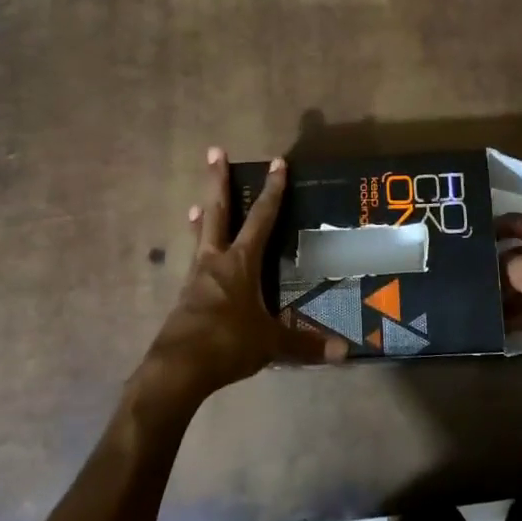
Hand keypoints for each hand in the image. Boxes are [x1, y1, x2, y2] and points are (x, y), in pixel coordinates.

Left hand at [136, 148, 345, 411]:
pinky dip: (198, 252)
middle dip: (218, 181)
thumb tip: (344, 351)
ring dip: (203, 218)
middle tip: (214, 151)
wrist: (177, 369)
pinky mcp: (184, 299)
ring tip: (197, 203)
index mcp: (240, 264)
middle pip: (218, 212)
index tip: (277, 162)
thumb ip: (305, 344)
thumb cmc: (227, 343)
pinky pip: (194, 265)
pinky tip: (199, 263)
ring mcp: (195, 279)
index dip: (272, 190)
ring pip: (201, 237)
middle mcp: (215, 262)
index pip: (262, 219)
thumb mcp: (271, 343)